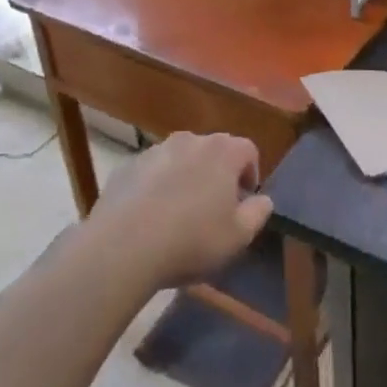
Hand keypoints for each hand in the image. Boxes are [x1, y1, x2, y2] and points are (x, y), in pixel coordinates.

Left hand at [95, 131, 272, 289]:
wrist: (123, 246)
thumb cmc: (191, 240)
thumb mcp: (238, 236)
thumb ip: (258, 213)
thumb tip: (263, 200)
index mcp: (222, 152)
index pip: (248, 150)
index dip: (251, 174)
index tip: (243, 201)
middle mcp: (190, 140)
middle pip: (213, 151)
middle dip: (218, 174)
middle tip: (214, 209)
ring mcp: (155, 150)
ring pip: (181, 159)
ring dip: (186, 178)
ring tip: (180, 213)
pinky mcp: (128, 166)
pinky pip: (152, 172)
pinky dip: (157, 186)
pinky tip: (151, 217)